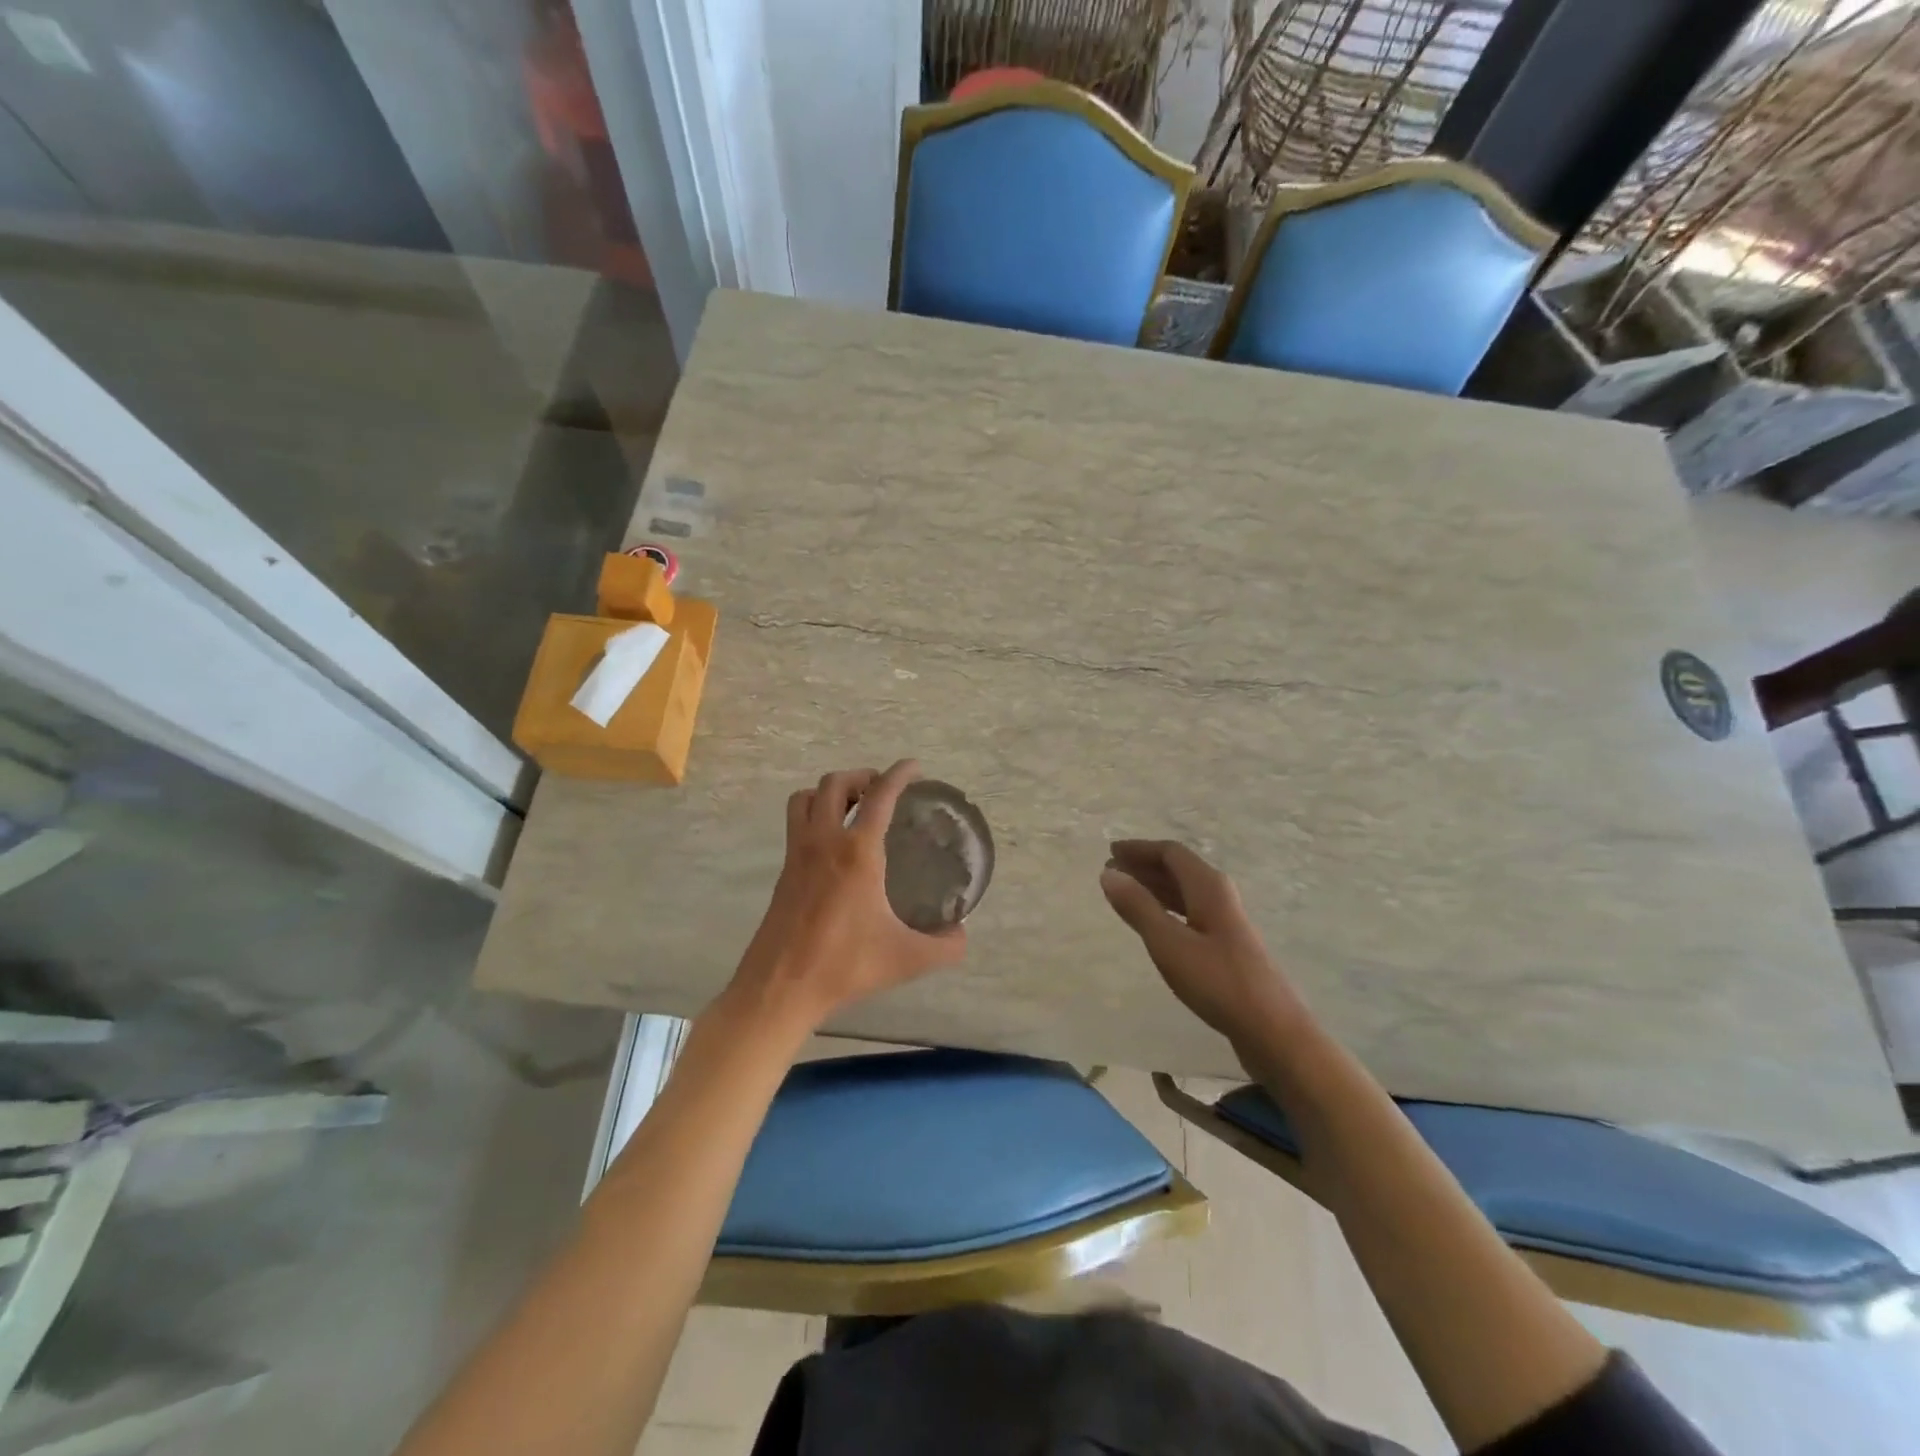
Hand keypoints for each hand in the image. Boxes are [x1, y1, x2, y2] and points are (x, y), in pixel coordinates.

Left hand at [722, 760, 965, 1035]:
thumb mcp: (907, 959)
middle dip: (861, 776)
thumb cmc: (845, 965)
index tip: (914, 767)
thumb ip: (945, 946)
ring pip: (806, 798)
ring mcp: (797, 854)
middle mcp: (824, 841)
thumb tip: (963, 934)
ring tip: (853, 808)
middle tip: (882, 790)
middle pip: (835, 783)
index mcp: (857, 852)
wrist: (781, 987)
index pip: (880, 795)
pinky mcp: (783, 871)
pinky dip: (814, 815)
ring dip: (830, 791)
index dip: (899, 774)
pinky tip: (833, 845)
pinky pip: (796, 824)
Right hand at [1100, 840, 1307, 1052]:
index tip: (1110, 852)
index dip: (1139, 849)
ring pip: (1184, 892)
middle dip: (1144, 867)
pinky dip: (1166, 909)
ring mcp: (1225, 920)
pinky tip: (1153, 923)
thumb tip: (1109, 873)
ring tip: (1124, 894)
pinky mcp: (1226, 945)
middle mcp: (1219, 895)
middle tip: (1111, 872)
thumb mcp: (1168, 943)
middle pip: (1178, 869)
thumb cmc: (1217, 981)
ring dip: (1153, 887)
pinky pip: (1189, 912)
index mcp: (1208, 886)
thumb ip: (1138, 906)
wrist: (1272, 1029)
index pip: (1170, 853)